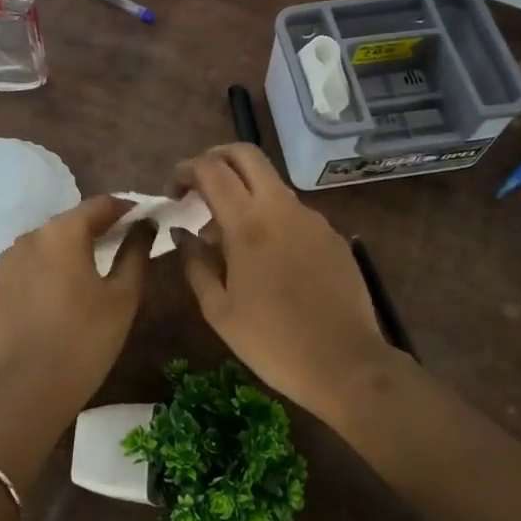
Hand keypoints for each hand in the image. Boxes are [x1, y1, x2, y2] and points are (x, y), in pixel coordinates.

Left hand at [0, 196, 150, 420]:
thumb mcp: (123, 296)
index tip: (147, 219)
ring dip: (75, 246)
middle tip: (128, 244)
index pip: (101, 204)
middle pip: (74, 220)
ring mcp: (11, 258)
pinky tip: (69, 286)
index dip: (127, 209)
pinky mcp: (0, 282)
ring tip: (98, 267)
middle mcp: (31, 235)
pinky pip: (34, 261)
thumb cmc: (85, 338)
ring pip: (52, 241)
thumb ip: (135, 252)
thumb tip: (145, 225)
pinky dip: (54, 264)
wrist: (30, 388)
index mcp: (62, 231)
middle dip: (101, 228)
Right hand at [176, 144, 396, 419]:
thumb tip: (182, 233)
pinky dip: (270, 216)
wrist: (347, 365)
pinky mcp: (332, 235)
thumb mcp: (219, 310)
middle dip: (216, 158)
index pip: (211, 169)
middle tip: (198, 185)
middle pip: (246, 154)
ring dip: (243, 191)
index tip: (172, 192)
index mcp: (248, 223)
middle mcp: (282, 208)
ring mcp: (312, 218)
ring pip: (271, 183)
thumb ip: (195, 263)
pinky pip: (292, 212)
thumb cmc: (272, 341)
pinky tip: (266, 256)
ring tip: (228, 235)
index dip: (185, 170)